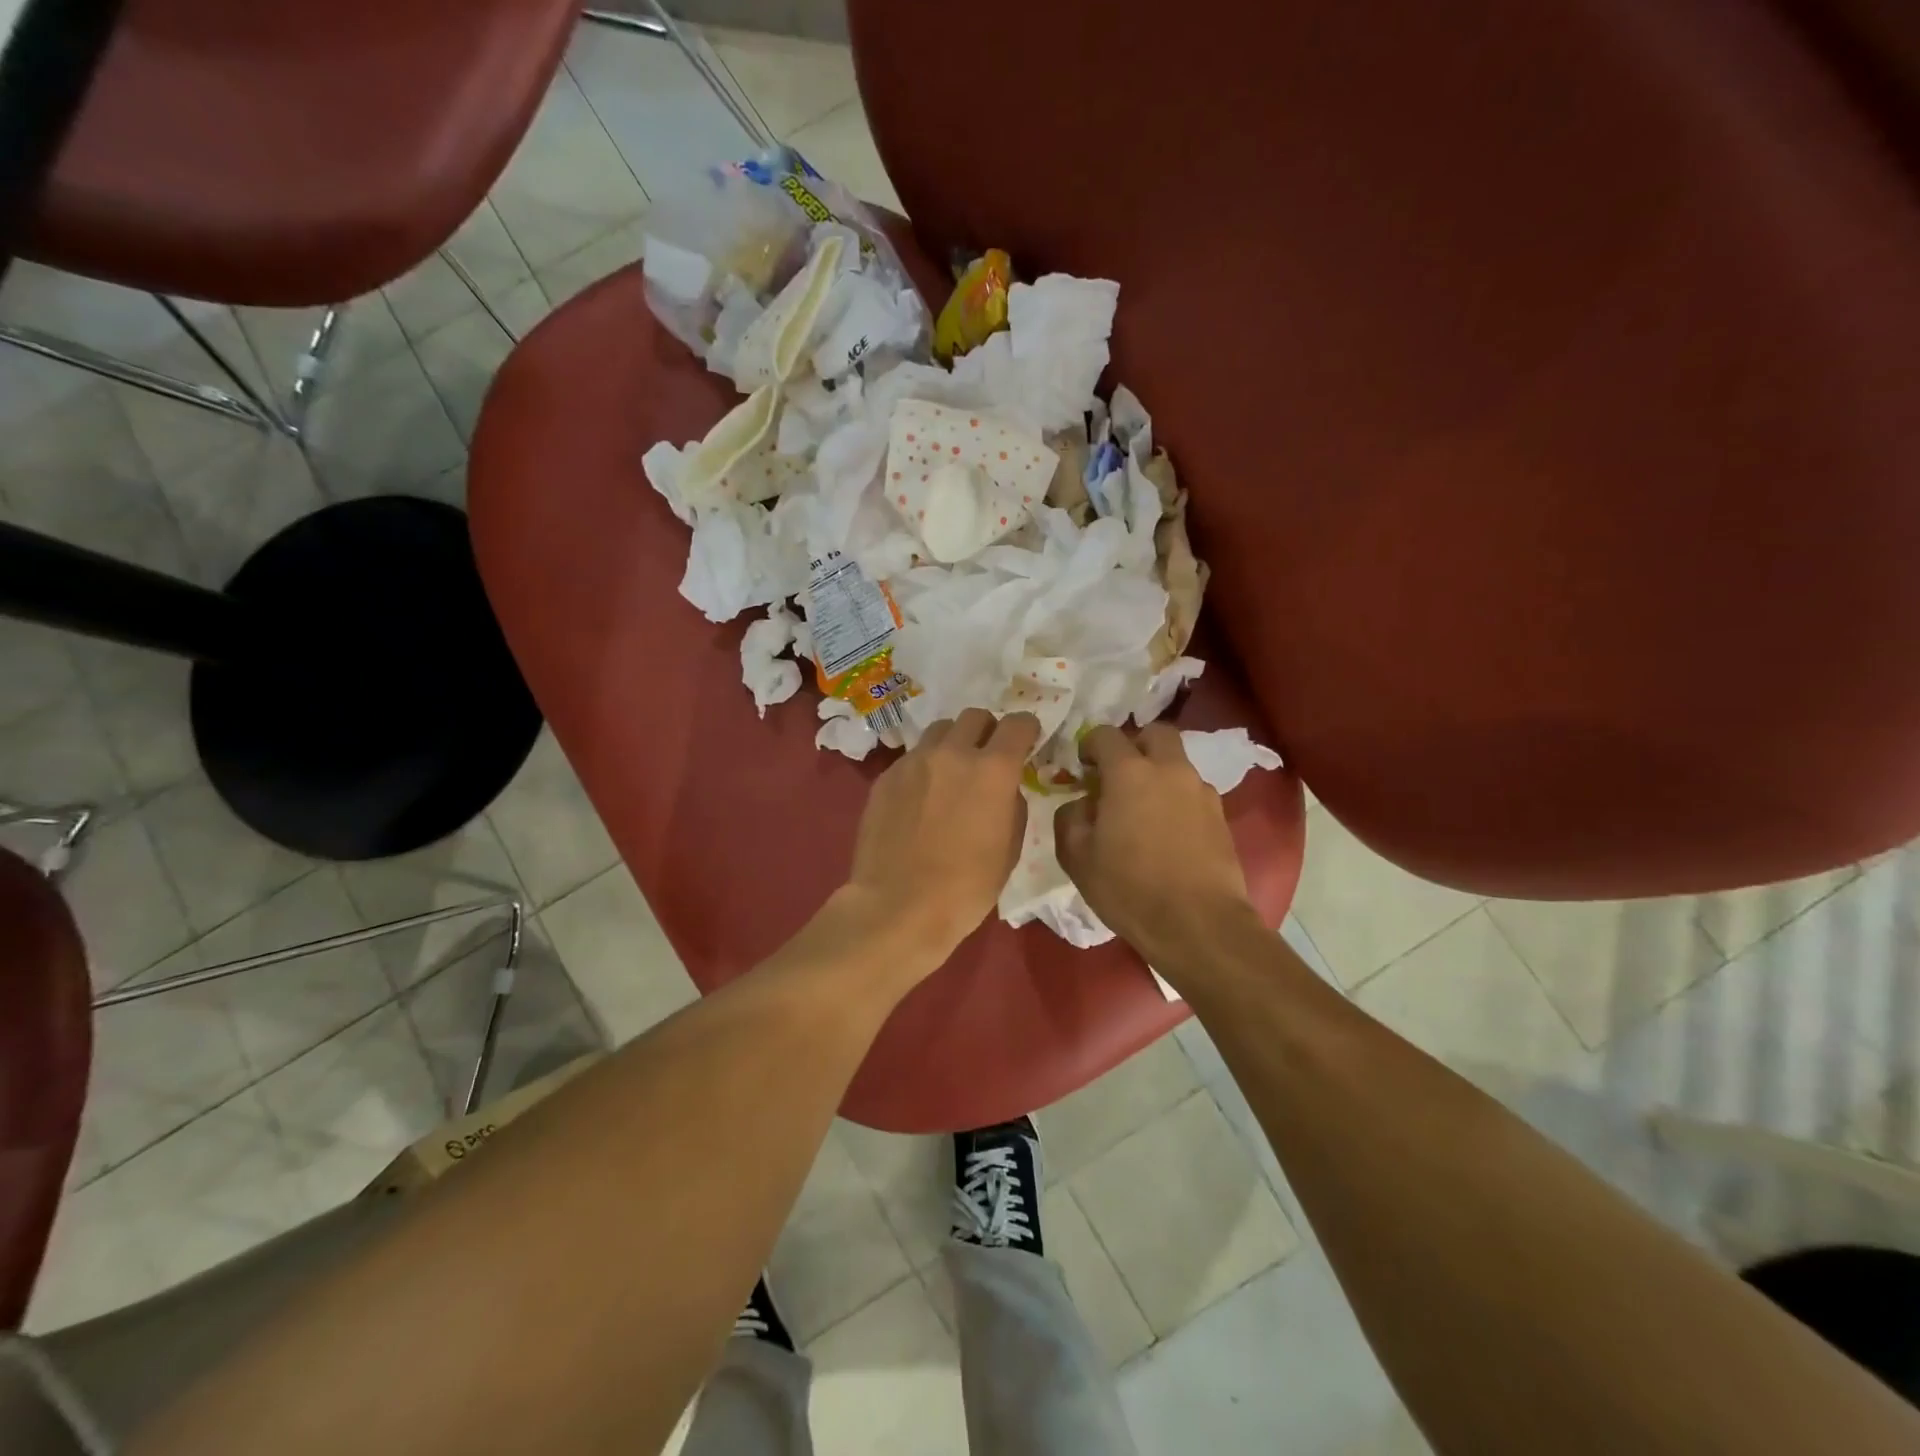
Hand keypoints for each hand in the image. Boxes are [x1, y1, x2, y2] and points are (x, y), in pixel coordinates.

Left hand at [842, 708, 1041, 968]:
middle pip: (975, 716)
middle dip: (987, 731)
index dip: (1027, 731)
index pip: (1019, 723)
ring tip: (950, 774)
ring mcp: (914, 761)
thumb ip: (1012, 804)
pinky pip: (912, 758)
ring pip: (939, 731)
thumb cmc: (967, 887)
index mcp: (993, 769)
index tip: (1027, 744)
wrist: (899, 906)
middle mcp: (953, 752)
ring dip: (952, 744)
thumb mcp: (1010, 848)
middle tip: (986, 758)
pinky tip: (920, 799)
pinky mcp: (886, 777)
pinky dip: (924, 768)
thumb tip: (1004, 789)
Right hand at [1055, 724, 1259, 968]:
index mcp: (1130, 773)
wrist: (1198, 924)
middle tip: (1119, 776)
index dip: (1089, 746)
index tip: (1083, 768)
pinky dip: (1177, 799)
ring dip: (1158, 774)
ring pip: (1177, 763)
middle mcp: (1169, 770)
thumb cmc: (1129, 888)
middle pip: (1155, 733)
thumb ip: (1070, 818)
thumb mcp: (1077, 857)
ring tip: (1143, 811)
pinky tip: (1167, 833)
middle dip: (1135, 745)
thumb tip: (1081, 804)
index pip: (1106, 734)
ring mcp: (1201, 791)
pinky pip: (1193, 792)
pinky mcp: (1220, 816)